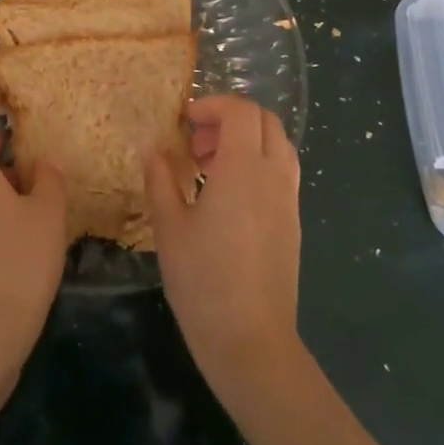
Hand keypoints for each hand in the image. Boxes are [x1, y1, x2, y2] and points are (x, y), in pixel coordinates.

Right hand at [144, 96, 302, 400]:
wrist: (251, 339)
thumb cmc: (203, 280)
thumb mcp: (169, 226)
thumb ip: (160, 179)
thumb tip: (152, 147)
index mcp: (243, 168)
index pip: (240, 111)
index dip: (212, 105)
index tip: (185, 121)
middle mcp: (273, 175)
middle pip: (264, 121)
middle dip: (230, 118)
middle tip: (196, 141)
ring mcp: (288, 199)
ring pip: (278, 145)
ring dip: (246, 140)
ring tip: (209, 167)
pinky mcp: (292, 221)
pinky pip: (282, 172)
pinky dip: (258, 163)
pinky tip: (228, 195)